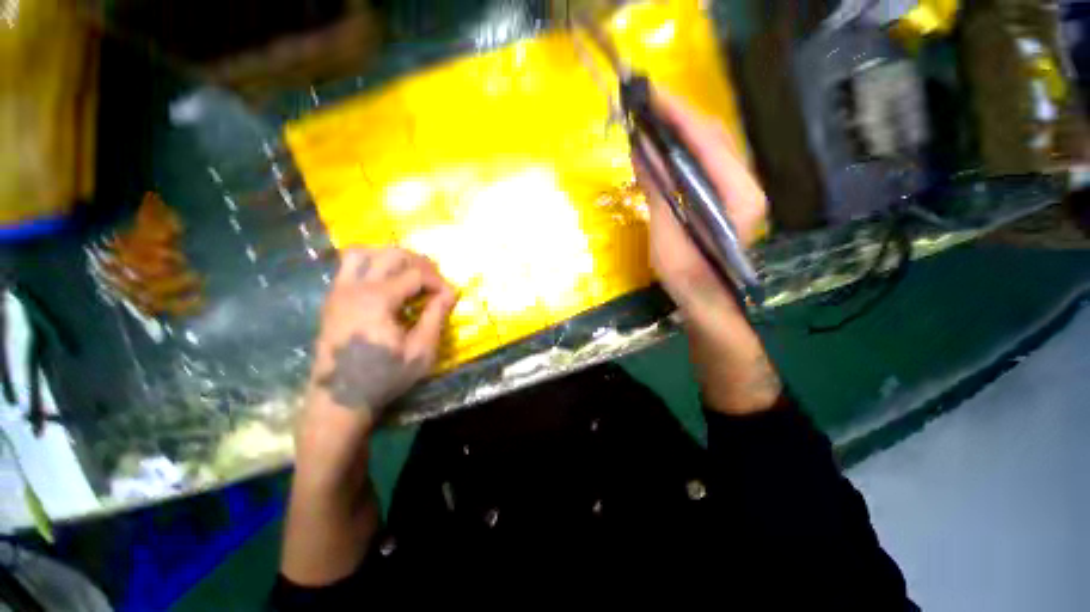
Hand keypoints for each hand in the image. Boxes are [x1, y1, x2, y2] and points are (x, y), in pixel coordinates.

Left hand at [283, 247, 456, 585]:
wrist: (332, 416)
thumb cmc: (382, 389)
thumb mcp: (422, 354)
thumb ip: (438, 317)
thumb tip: (453, 293)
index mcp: (375, 302)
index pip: (417, 274)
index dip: (441, 281)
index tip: (455, 296)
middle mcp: (350, 291)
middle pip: (391, 255)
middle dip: (421, 262)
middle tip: (438, 281)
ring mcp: (334, 296)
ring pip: (364, 254)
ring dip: (395, 258)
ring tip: (416, 273)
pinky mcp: (328, 305)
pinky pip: (348, 268)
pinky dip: (372, 265)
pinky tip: (388, 282)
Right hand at [633, 90, 781, 414]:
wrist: (712, 309)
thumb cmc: (691, 283)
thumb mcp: (669, 242)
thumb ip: (660, 196)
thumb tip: (643, 153)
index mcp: (737, 195)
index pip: (708, 140)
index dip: (678, 114)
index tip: (649, 96)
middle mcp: (744, 187)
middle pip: (713, 138)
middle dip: (679, 116)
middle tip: (646, 105)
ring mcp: (735, 194)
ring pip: (710, 150)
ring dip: (681, 132)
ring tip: (651, 122)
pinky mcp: (722, 203)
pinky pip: (703, 167)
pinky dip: (682, 153)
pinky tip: (663, 152)